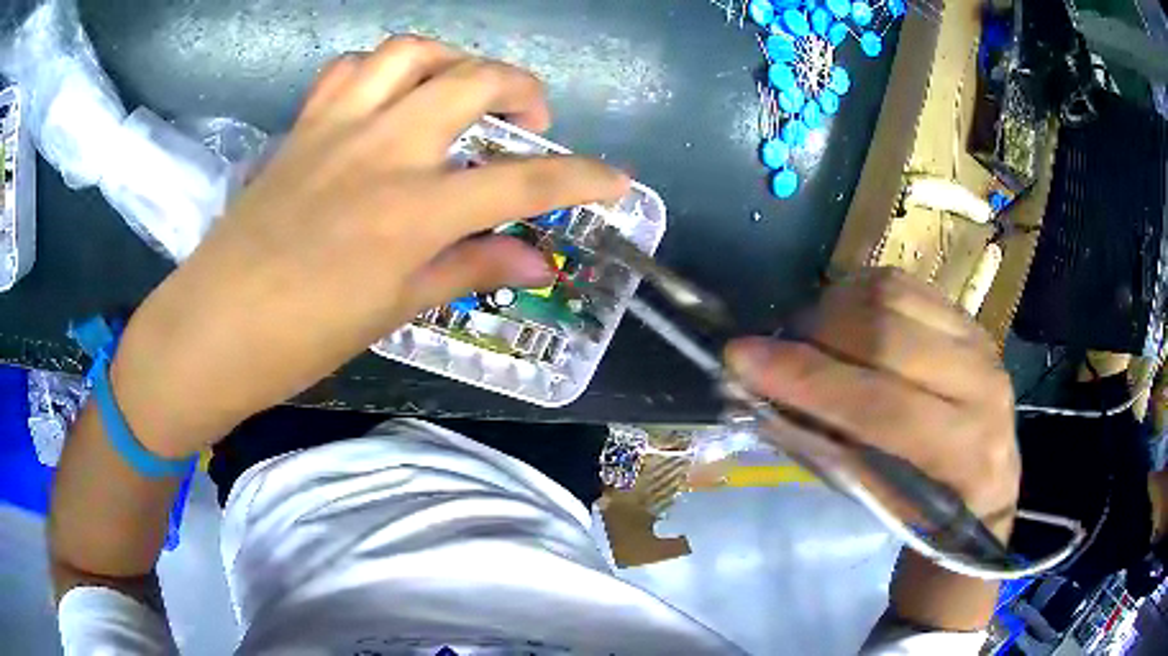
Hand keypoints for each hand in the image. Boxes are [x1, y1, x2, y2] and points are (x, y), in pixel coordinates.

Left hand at [108, 36, 628, 456]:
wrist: (214, 328)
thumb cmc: (302, 337)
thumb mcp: (394, 310)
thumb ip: (469, 269)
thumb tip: (538, 261)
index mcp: (411, 211)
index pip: (523, 181)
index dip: (583, 178)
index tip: (616, 180)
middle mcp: (382, 150)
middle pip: (476, 80)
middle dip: (524, 89)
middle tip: (529, 119)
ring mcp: (337, 127)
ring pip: (413, 51)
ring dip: (454, 60)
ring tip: (462, 90)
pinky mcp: (303, 125)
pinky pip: (352, 68)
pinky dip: (385, 69)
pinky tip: (390, 97)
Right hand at [726, 268, 1019, 537]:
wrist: (983, 488)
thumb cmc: (922, 515)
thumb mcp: (873, 502)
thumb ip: (826, 447)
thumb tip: (761, 394)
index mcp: (964, 456)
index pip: (879, 405)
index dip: (807, 380)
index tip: (742, 359)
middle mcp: (983, 388)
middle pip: (885, 332)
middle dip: (813, 334)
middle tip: (774, 351)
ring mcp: (979, 342)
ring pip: (892, 294)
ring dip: (833, 309)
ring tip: (809, 339)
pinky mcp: (967, 317)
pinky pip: (902, 283)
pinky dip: (857, 295)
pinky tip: (843, 321)